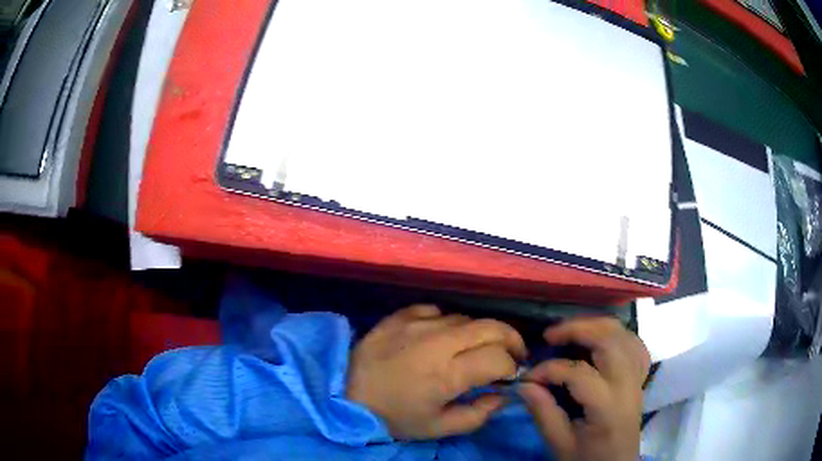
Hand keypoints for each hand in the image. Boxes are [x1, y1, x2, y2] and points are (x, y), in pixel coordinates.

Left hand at [346, 305, 526, 439]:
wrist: (345, 396)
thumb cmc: (393, 416)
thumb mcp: (438, 427)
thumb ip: (478, 414)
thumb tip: (503, 395)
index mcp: (448, 373)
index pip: (499, 358)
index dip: (512, 367)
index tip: (509, 377)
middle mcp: (438, 341)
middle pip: (492, 326)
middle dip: (511, 339)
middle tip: (511, 354)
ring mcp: (417, 323)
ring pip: (467, 318)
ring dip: (480, 333)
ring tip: (475, 349)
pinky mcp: (400, 315)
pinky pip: (436, 310)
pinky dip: (447, 323)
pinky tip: (441, 338)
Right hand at [518, 317, 650, 460]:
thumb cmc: (587, 459)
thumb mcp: (560, 444)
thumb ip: (543, 412)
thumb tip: (524, 384)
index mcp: (607, 406)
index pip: (579, 373)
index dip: (549, 369)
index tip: (528, 378)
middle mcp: (627, 385)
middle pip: (610, 340)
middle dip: (578, 329)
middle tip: (550, 335)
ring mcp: (637, 379)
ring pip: (624, 335)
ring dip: (597, 326)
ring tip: (572, 331)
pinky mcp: (639, 378)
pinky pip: (635, 345)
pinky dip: (617, 335)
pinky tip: (601, 340)